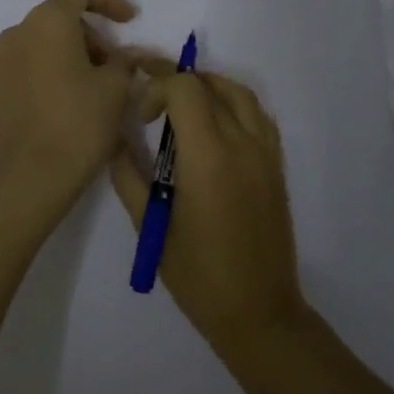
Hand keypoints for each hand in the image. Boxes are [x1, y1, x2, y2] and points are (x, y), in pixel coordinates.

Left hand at [0, 0, 143, 228]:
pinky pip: (30, 64)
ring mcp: (2, 61)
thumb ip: (125, 61)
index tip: (130, 20)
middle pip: (61, 17)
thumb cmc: (79, 123)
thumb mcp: (115, 88)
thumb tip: (129, 54)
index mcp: (47, 21)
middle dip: (92, 34)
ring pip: (45, 41)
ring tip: (97, 86)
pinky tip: (71, 100)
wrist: (31, 177)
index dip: (109, 1)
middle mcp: (18, 32)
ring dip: (73, 53)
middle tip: (116, 65)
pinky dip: (53, 69)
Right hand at [111, 70, 305, 353]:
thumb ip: (129, 176)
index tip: (141, 118)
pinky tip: (216, 124)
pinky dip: (234, 104)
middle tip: (152, 103)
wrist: (258, 311)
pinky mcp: (276, 165)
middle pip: (209, 85)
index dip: (157, 87)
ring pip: (239, 92)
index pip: (184, 88)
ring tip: (183, 104)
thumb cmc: (197, 273)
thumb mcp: (151, 225)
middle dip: (176, 83)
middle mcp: (241, 142)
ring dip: (208, 86)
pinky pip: (258, 115)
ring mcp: (265, 152)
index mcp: (208, 154)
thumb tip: (116, 141)